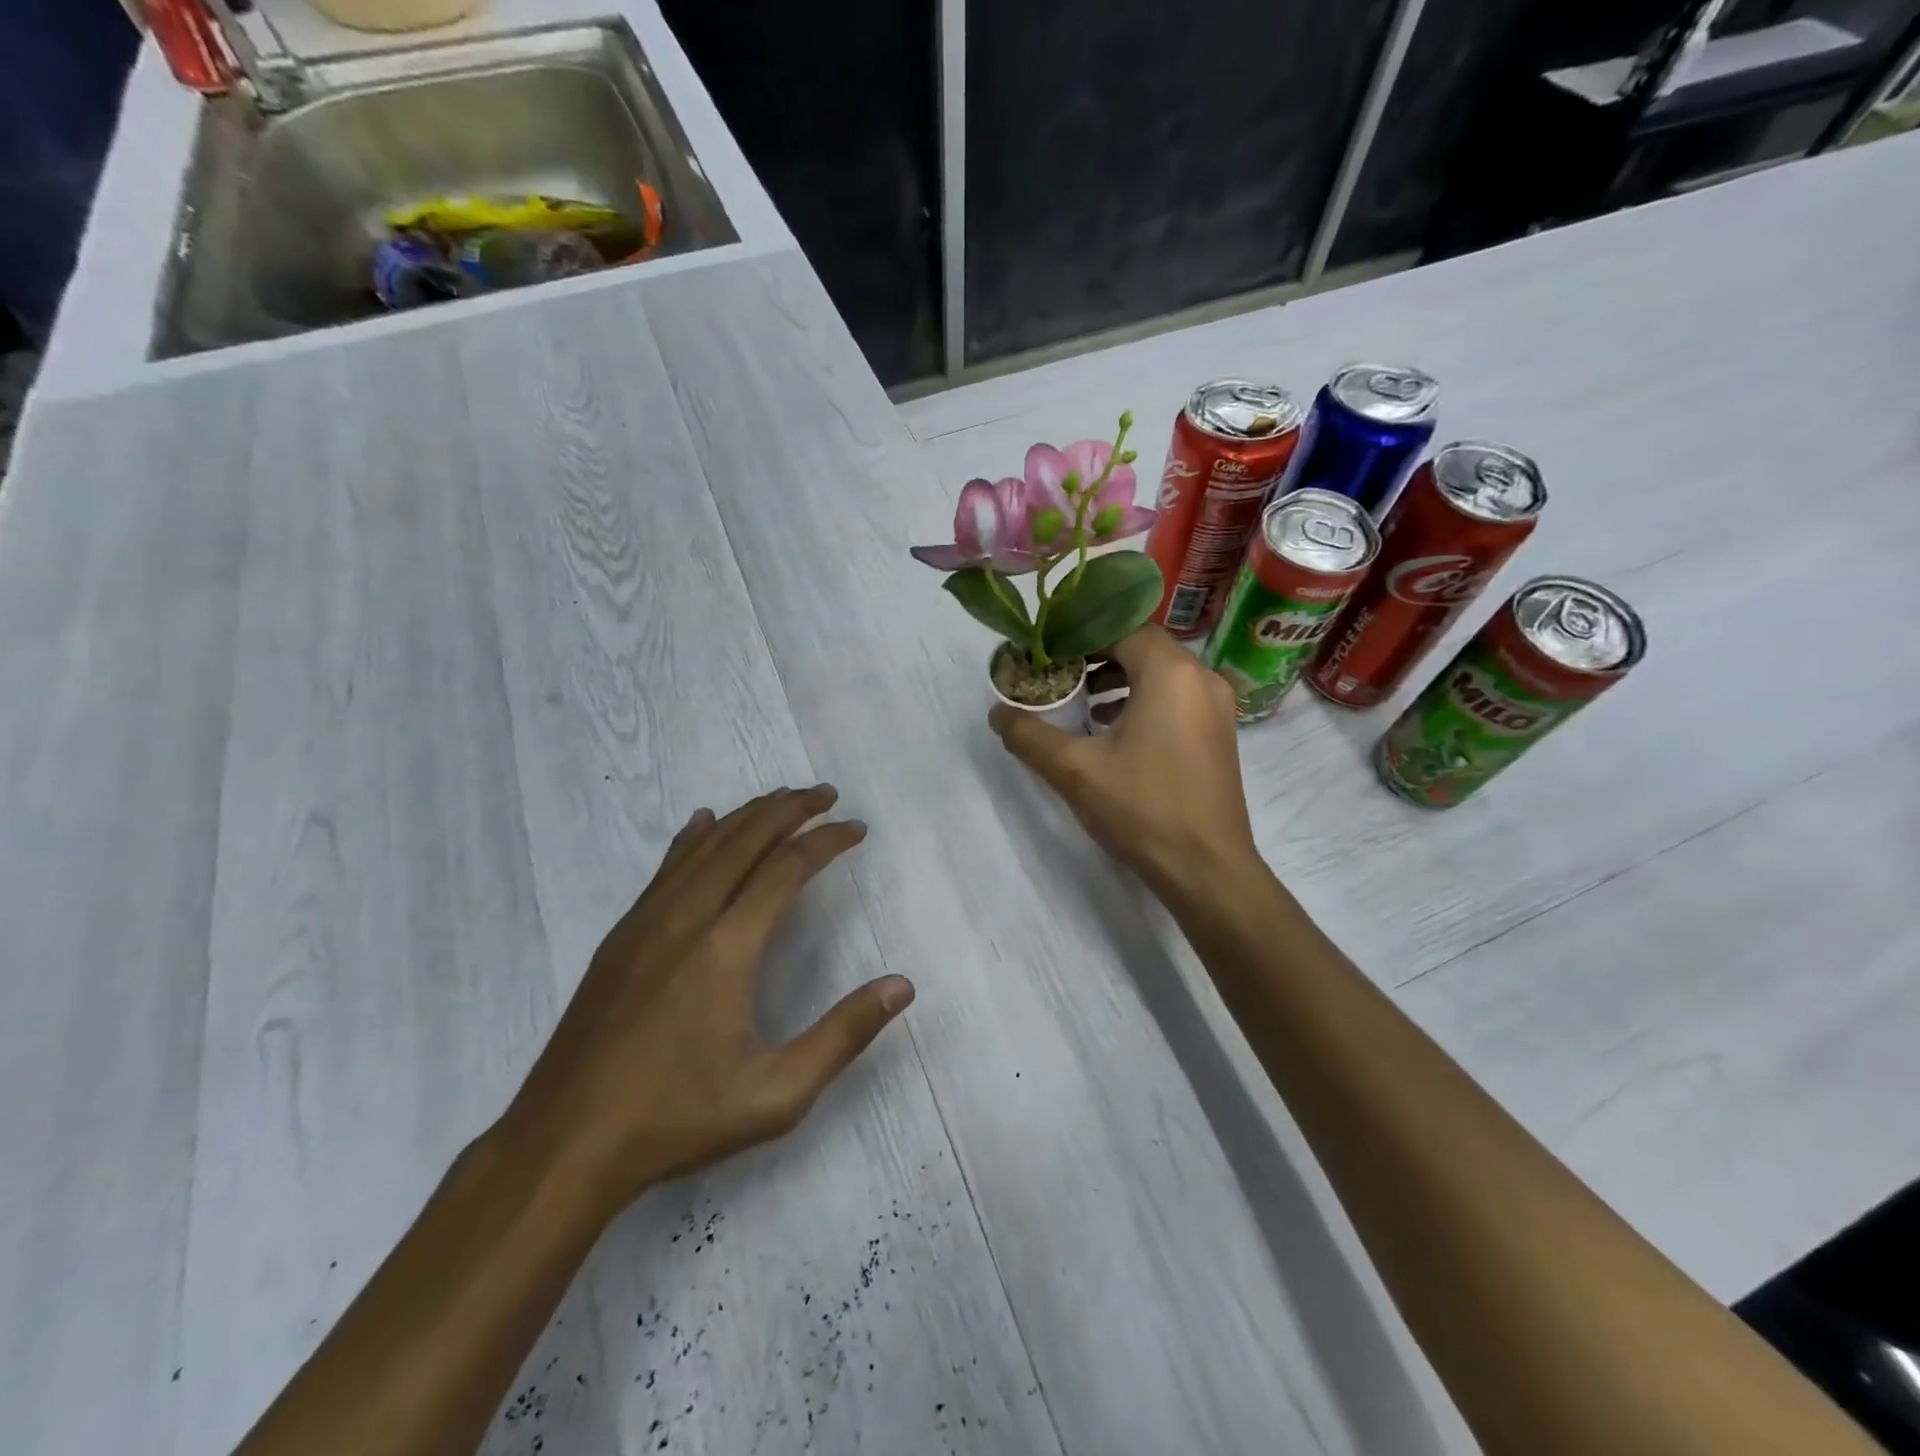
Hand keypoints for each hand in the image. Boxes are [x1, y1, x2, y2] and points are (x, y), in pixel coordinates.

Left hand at [498, 786, 914, 1216]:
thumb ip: (843, 1035)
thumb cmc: (678, 1118)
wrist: (565, 1142)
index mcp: (728, 946)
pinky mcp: (622, 936)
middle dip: (790, 809)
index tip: (857, 828)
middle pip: (745, 839)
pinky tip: (703, 823)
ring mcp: (647, 921)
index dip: (826, 840)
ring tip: (781, 799)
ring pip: (705, 846)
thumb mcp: (777, 1094)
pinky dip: (694, 837)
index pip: (787, 868)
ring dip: (747, 815)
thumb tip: (903, 986)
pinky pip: (667, 867)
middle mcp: (688, 916)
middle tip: (826, 794)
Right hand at [990, 626, 1257, 897]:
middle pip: (1141, 646)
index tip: (1046, 653)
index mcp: (1170, 672)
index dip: (1079, 635)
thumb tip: (997, 714)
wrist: (1207, 869)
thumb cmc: (1142, 809)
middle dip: (1097, 656)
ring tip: (1081, 701)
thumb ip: (1029, 735)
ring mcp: (1217, 706)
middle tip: (1058, 673)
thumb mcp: (1074, 770)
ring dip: (1120, 678)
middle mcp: (1201, 677)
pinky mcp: (1219, 732)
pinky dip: (1143, 699)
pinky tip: (1113, 729)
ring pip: (1160, 672)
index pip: (1120, 628)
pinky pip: (1176, 696)